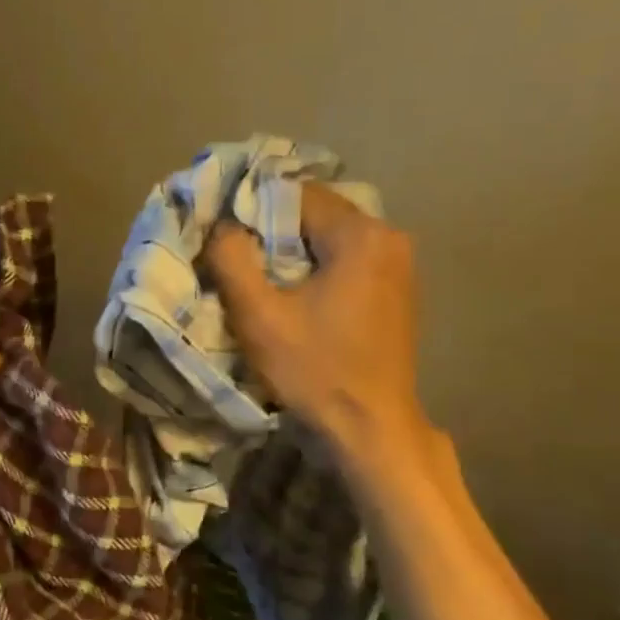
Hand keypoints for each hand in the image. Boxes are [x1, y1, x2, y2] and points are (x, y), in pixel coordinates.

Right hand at [205, 185, 434, 481]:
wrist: (370, 427)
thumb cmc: (314, 369)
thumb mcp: (258, 316)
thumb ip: (231, 260)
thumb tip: (221, 226)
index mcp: (360, 234)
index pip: (294, 193)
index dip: (253, 211)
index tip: (226, 241)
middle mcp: (388, 236)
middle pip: (315, 214)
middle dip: (273, 233)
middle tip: (239, 262)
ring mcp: (399, 264)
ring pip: (330, 239)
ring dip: (295, 253)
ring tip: (264, 282)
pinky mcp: (397, 290)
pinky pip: (348, 261)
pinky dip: (318, 269)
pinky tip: (298, 298)